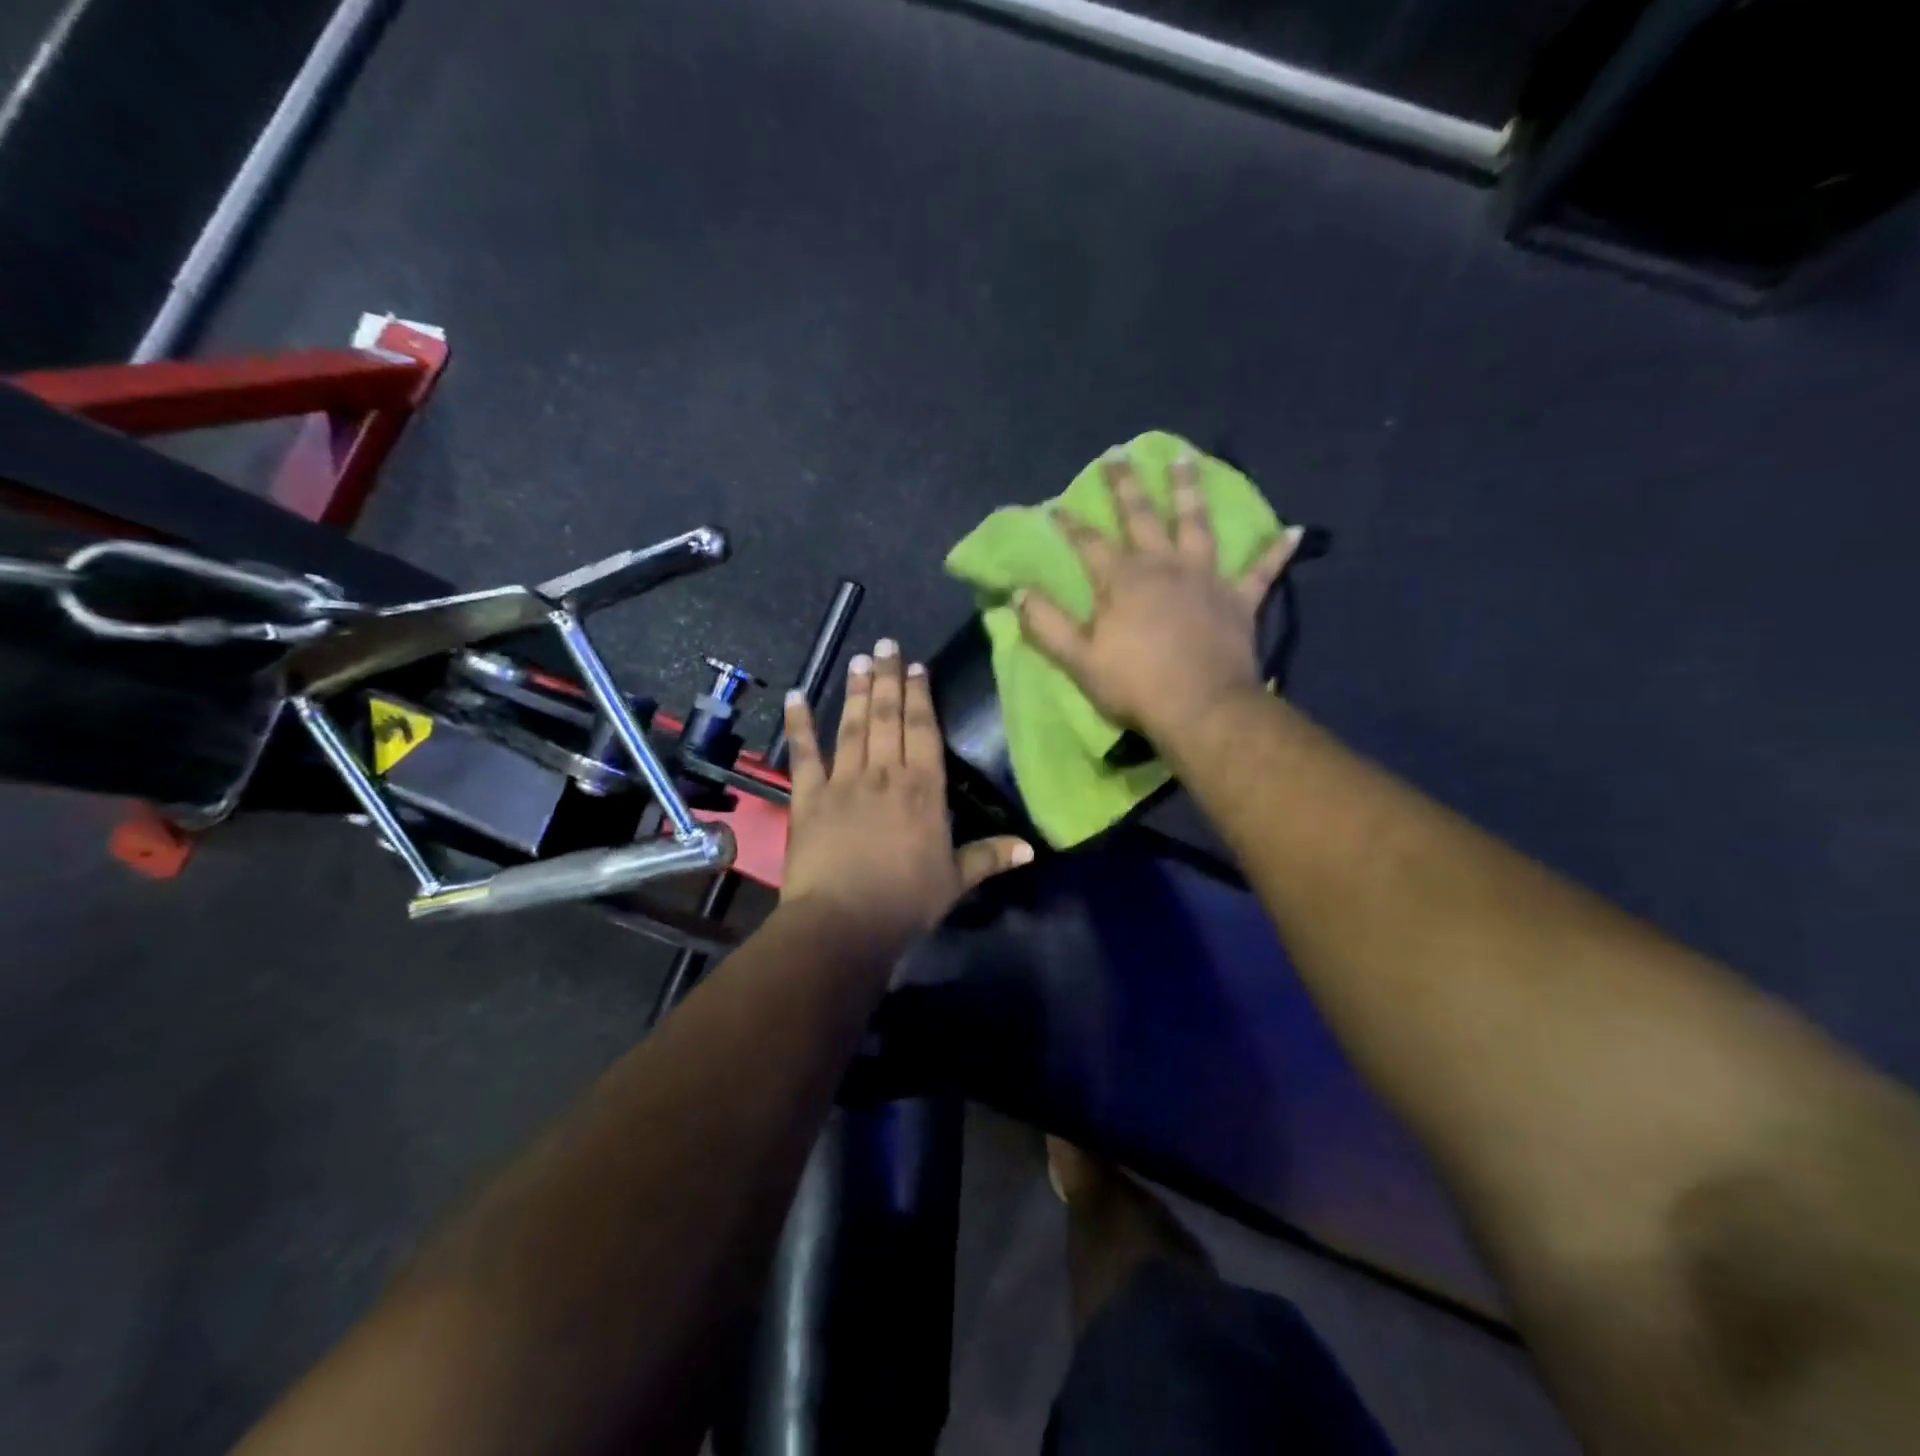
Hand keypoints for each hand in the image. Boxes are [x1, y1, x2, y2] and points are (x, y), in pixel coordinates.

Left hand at [779, 639, 1032, 958]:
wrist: (844, 922)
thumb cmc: (905, 901)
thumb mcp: (956, 881)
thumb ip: (990, 857)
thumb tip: (1031, 848)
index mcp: (923, 789)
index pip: (923, 730)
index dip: (920, 695)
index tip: (916, 666)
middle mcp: (884, 774)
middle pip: (887, 717)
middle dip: (888, 678)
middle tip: (885, 643)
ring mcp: (843, 781)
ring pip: (851, 726)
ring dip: (856, 691)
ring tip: (858, 659)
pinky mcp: (808, 797)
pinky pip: (804, 754)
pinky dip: (798, 724)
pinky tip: (794, 696)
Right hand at [1017, 450, 1304, 744]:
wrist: (1200, 708)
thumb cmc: (1134, 685)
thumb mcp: (1078, 659)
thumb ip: (1047, 623)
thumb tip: (1019, 592)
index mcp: (1123, 579)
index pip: (1089, 543)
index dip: (1070, 525)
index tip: (1054, 506)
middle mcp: (1164, 565)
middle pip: (1141, 517)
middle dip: (1126, 486)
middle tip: (1118, 455)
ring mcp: (1206, 578)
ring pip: (1196, 524)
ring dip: (1189, 490)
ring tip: (1185, 459)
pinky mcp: (1239, 599)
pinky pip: (1261, 570)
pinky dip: (1276, 551)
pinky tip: (1293, 530)